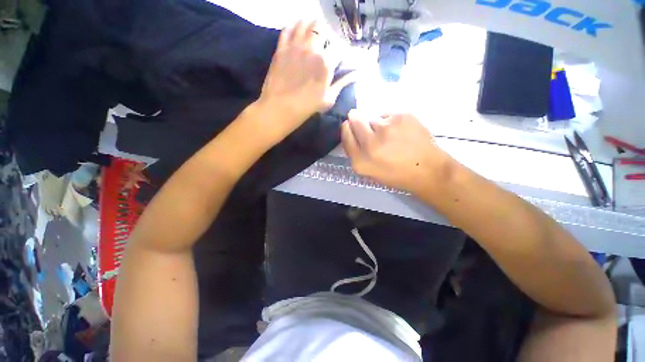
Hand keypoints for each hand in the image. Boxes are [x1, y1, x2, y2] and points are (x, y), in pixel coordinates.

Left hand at [257, 20, 355, 142]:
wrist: (281, 108)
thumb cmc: (308, 107)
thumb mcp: (329, 98)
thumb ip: (343, 83)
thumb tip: (356, 74)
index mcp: (326, 63)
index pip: (339, 47)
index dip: (341, 49)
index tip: (339, 54)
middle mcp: (312, 49)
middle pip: (322, 28)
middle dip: (326, 33)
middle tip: (325, 41)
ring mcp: (295, 46)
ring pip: (305, 23)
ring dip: (311, 23)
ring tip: (312, 31)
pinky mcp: (281, 48)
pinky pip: (287, 29)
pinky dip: (293, 26)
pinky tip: (296, 30)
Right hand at [341, 111, 453, 193]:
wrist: (429, 170)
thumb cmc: (396, 174)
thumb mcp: (369, 171)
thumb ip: (356, 153)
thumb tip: (350, 131)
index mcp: (360, 161)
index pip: (345, 135)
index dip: (347, 128)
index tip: (350, 126)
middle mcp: (370, 143)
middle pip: (355, 119)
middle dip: (357, 120)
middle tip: (369, 127)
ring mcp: (387, 128)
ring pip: (373, 117)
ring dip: (377, 124)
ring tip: (391, 135)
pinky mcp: (402, 116)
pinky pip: (388, 115)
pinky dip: (391, 121)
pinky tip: (401, 132)